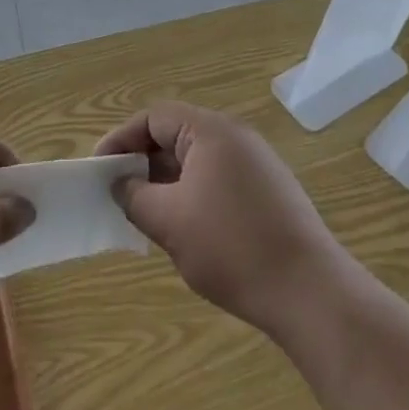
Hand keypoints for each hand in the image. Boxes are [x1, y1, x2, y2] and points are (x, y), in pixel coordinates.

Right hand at [96, 103, 348, 337]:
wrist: (310, 292)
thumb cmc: (232, 248)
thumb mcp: (169, 222)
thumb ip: (135, 196)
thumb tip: (120, 184)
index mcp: (211, 131)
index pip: (154, 117)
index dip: (121, 140)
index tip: (99, 170)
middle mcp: (235, 137)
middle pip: (176, 134)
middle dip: (143, 162)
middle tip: (118, 194)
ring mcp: (256, 164)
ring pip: (196, 160)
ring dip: (166, 181)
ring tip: (146, 215)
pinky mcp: (268, 191)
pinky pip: (217, 179)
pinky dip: (192, 194)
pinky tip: (184, 229)